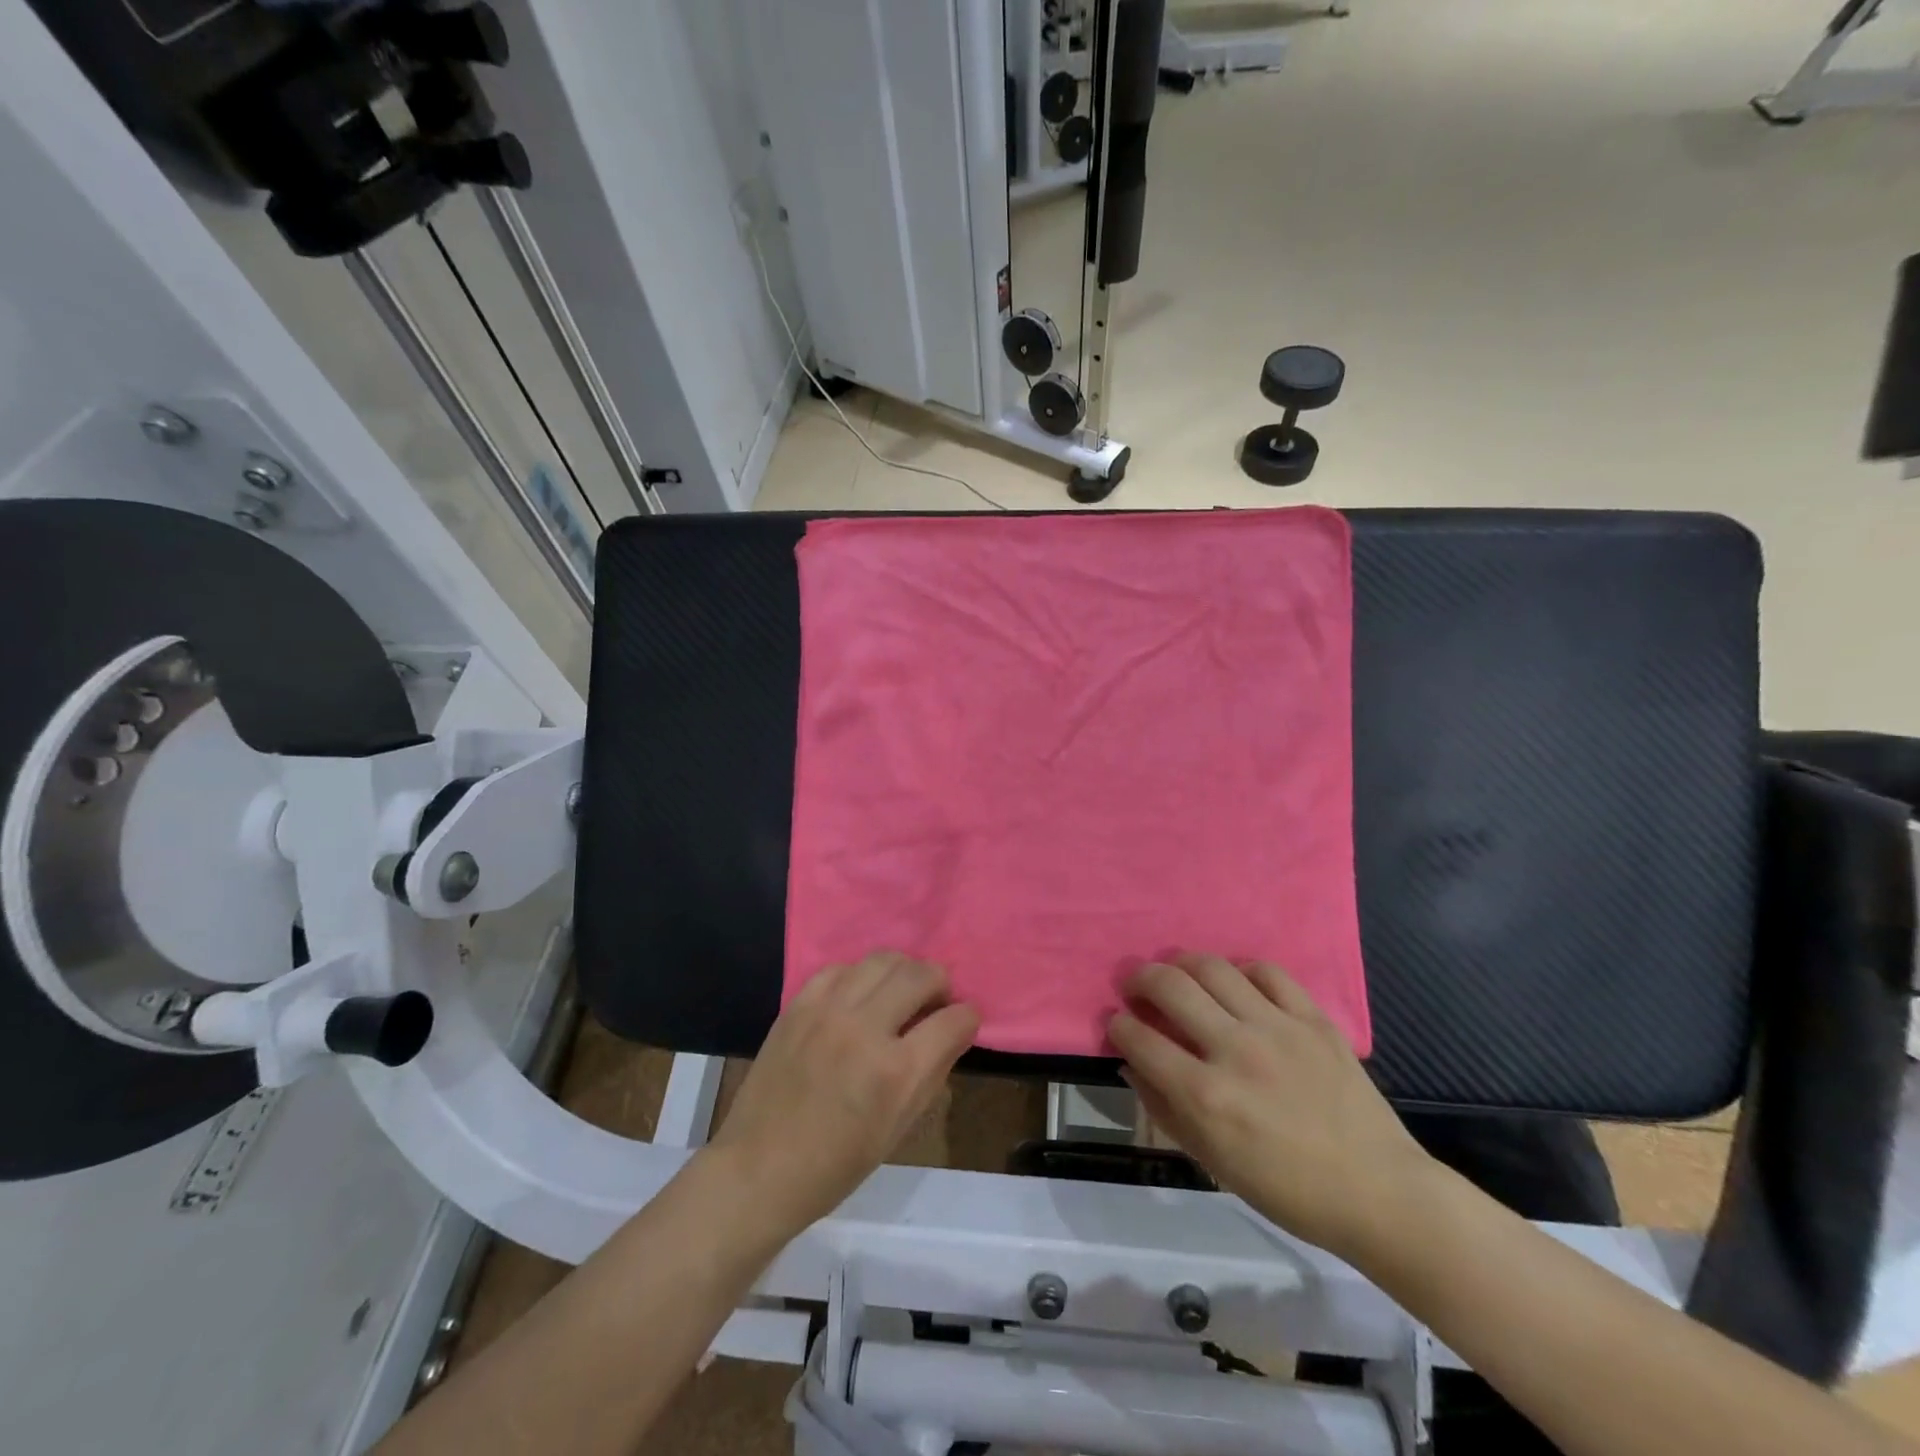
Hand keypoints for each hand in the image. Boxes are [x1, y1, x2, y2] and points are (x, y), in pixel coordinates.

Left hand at [708, 952, 979, 1239]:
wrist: (759, 1169)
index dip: (968, 1017)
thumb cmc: (836, 1165)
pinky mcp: (798, 1005)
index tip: (965, 1021)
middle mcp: (865, 1029)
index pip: (953, 1019)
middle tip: (937, 1000)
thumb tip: (953, 1032)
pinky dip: (860, 976)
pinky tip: (859, 996)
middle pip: (920, 974)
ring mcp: (828, 1011)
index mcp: (896, 1071)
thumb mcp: (899, 1128)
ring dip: (903, 971)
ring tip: (901, 991)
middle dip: (940, 983)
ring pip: (882, 960)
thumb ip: (933, 1073)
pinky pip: (841, 968)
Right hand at [1108, 953, 1431, 1261]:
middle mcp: (1235, 1050)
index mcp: (1206, 1095)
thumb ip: (1165, 1109)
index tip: (1118, 1024)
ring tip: (1178, 973)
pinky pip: (1267, 972)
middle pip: (1169, 986)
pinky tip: (1237, 985)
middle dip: (1140, 978)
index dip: (1119, 1026)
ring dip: (1183, 964)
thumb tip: (1133, 1065)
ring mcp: (1277, 1028)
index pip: (1139, 1038)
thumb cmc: (1288, 1189)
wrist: (1379, 1193)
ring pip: (1213, 967)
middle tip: (1136, 986)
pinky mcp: (1313, 1018)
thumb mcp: (1213, 1161)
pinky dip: (1242, 971)